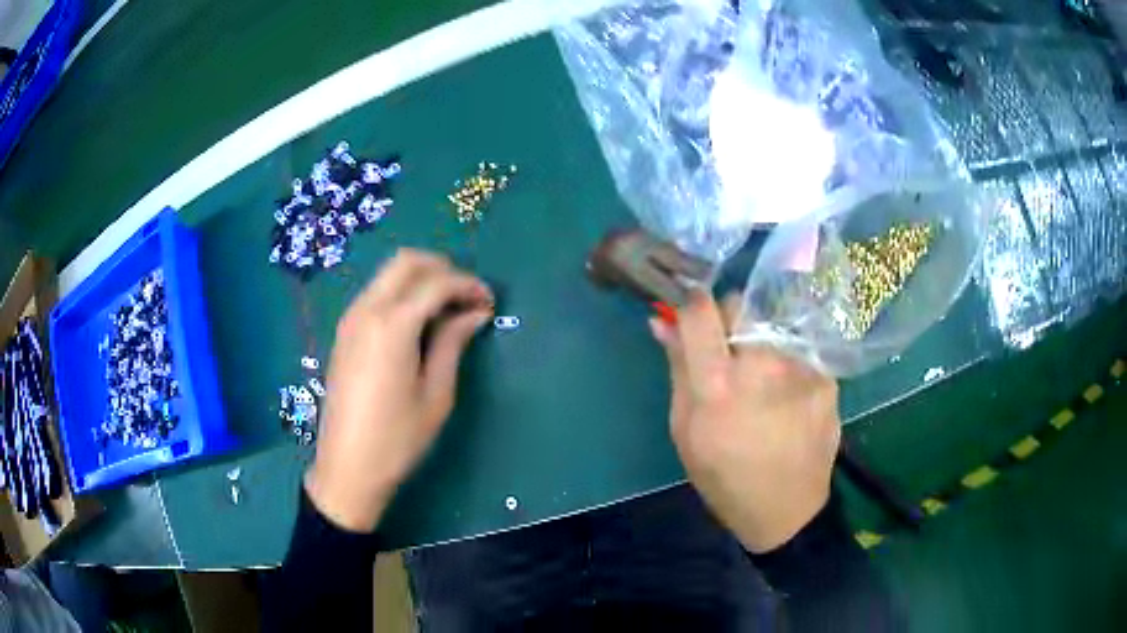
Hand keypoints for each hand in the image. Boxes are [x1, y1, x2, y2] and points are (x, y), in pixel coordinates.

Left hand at [306, 250, 494, 532]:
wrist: (347, 467)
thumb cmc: (397, 438)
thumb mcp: (436, 394)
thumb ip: (452, 343)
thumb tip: (475, 312)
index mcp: (393, 325)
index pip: (437, 282)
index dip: (468, 285)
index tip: (490, 303)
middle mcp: (367, 310)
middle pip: (407, 262)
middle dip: (442, 269)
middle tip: (467, 298)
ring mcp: (351, 319)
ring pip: (388, 275)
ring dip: (420, 279)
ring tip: (447, 311)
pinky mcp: (344, 333)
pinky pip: (376, 293)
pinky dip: (401, 294)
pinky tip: (418, 323)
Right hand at [650, 291, 839, 552]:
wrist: (787, 510)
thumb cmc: (724, 477)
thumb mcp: (686, 431)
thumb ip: (678, 370)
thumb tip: (663, 321)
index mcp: (718, 387)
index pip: (701, 311)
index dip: (691, 302)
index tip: (689, 309)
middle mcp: (763, 366)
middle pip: (741, 305)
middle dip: (728, 319)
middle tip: (728, 354)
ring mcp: (800, 369)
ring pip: (771, 326)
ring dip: (760, 343)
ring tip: (762, 382)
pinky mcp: (826, 378)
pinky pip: (797, 351)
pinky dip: (787, 364)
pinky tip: (787, 398)